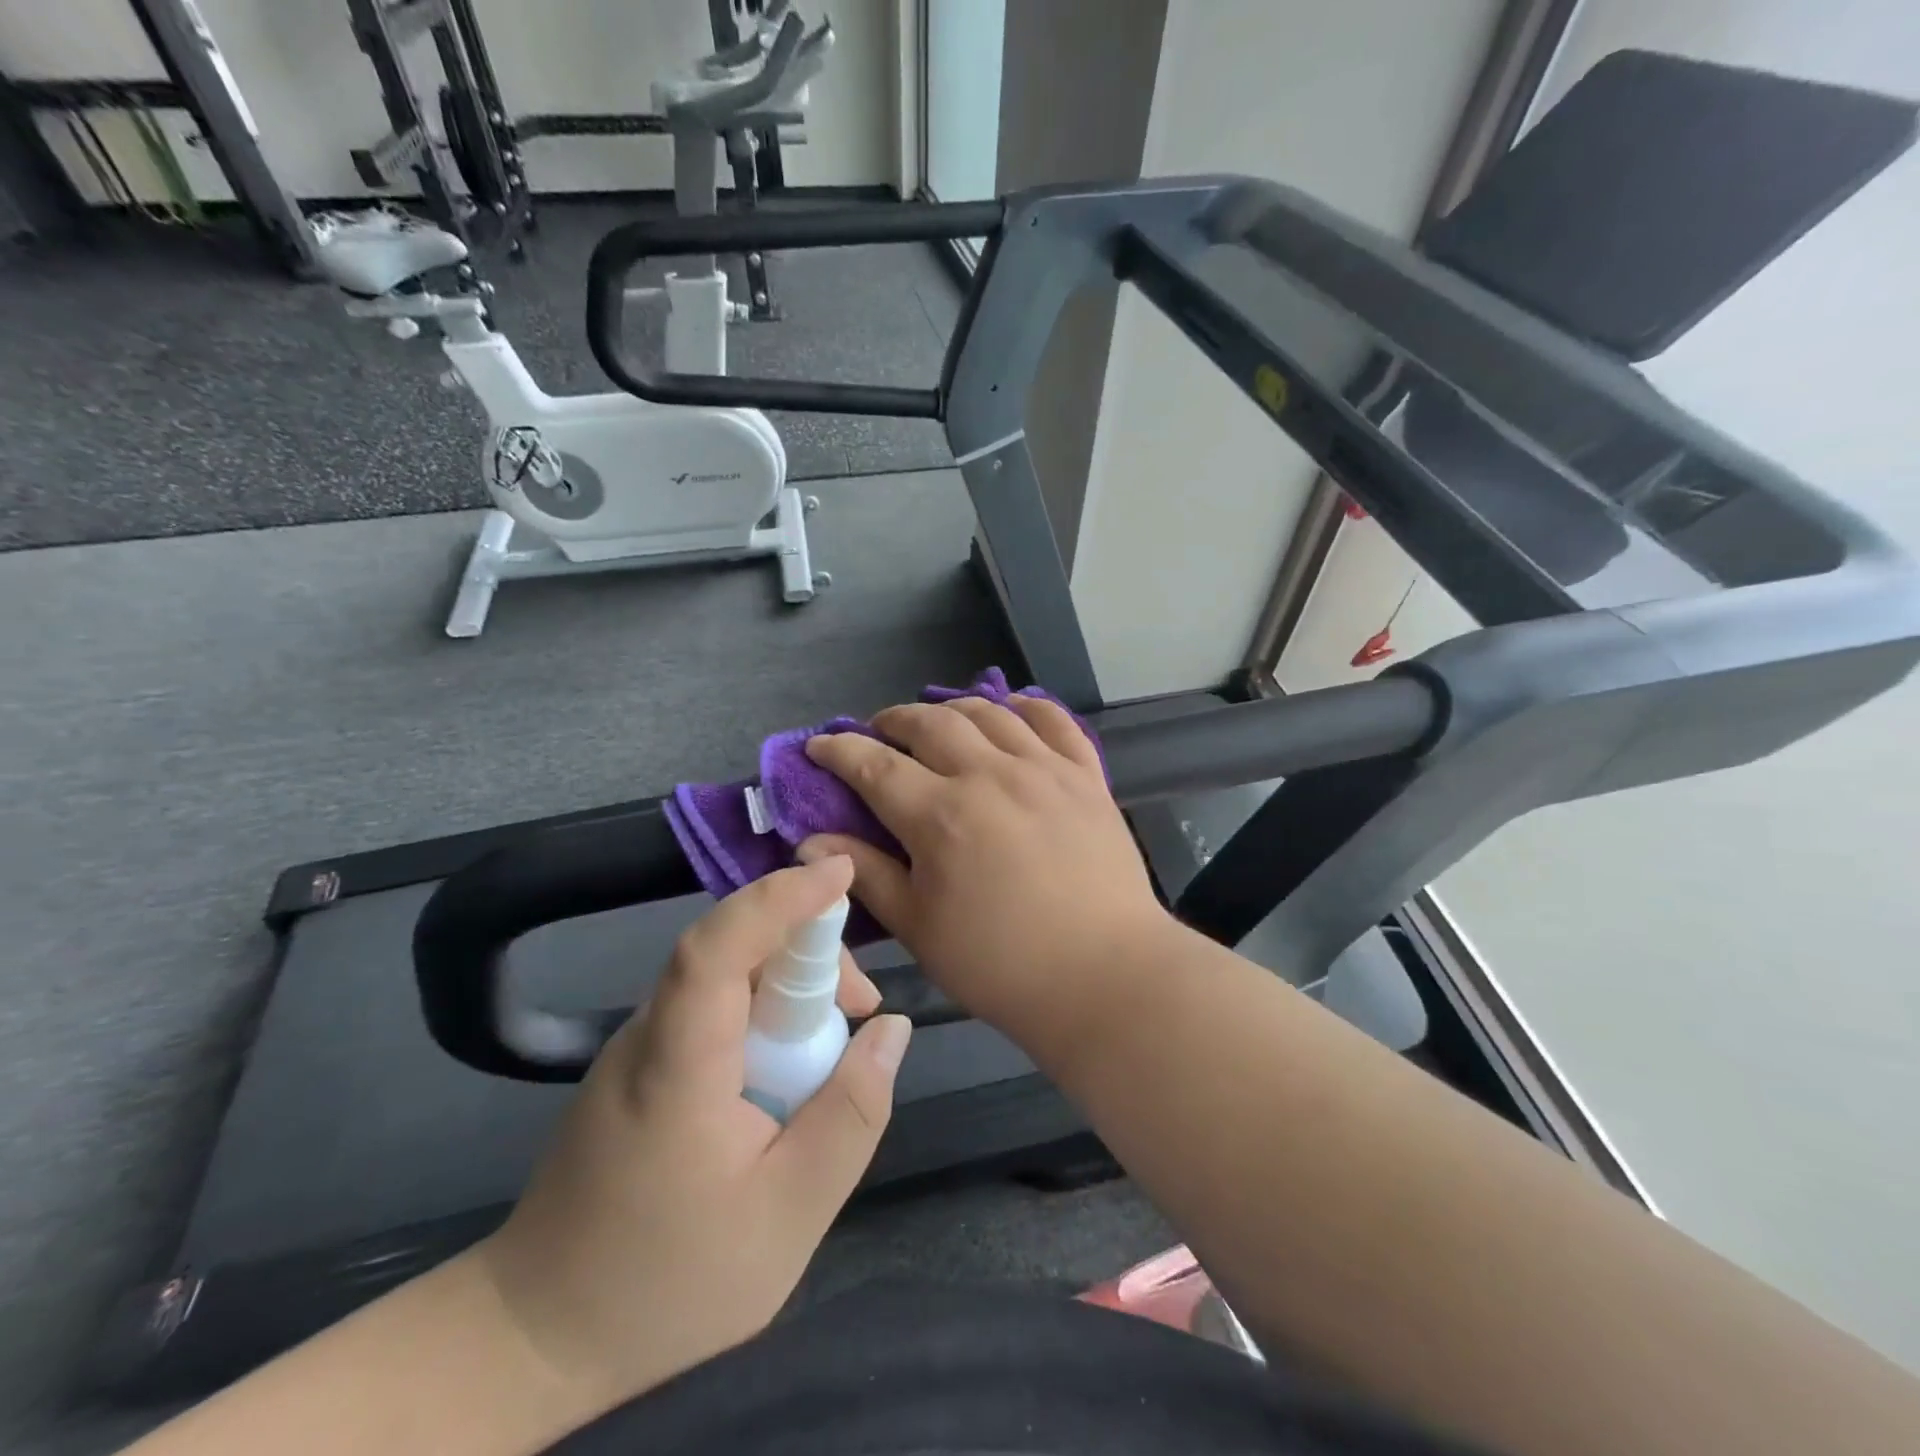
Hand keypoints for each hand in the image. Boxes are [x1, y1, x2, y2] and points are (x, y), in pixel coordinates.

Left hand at [474, 857, 911, 1415]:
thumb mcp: (790, 1213)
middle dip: (810, 951)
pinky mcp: (641, 1064)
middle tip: (862, 1008)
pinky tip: (790, 1065)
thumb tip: (892, 1028)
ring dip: (791, 983)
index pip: (717, 946)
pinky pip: (714, 1006)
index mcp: (677, 1064)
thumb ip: (851, 1113)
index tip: (840, 871)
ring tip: (838, 1040)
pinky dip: (765, 1010)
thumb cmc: (669, 1281)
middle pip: (732, 950)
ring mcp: (639, 1046)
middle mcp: (650, 1033)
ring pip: (727, 975)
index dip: (779, 898)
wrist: (538, 1334)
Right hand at [799, 696, 1176, 1038]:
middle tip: (879, 732)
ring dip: (951, 708)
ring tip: (937, 721)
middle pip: (929, 723)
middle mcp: (989, 775)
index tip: (819, 745)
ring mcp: (1044, 769)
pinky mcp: (1086, 776)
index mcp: (940, 815)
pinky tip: (1011, 710)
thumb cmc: (1001, 964)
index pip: (874, 764)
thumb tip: (812, 841)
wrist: (1105, 975)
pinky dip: (1026, 706)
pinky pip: (1054, 720)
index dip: (839, 749)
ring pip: (988, 712)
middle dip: (892, 720)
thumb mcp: (920, 928)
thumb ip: (867, 875)